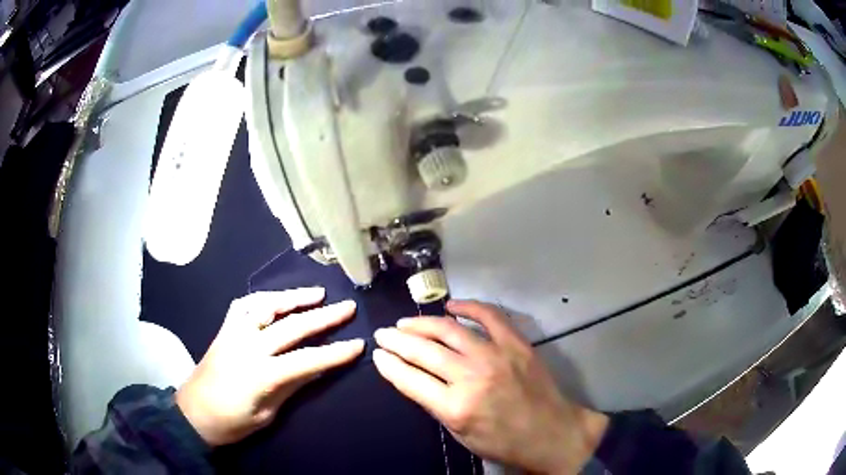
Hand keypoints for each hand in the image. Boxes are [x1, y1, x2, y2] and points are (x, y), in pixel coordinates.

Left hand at [176, 288, 364, 445]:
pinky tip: (274, 299)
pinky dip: (261, 299)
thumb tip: (318, 368)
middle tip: (348, 307)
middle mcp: (247, 346)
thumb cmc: (231, 422)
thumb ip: (290, 387)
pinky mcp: (223, 330)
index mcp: (260, 374)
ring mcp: (233, 334)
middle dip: (323, 316)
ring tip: (316, 293)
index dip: (335, 353)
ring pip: (265, 306)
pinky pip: (242, 306)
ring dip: (292, 297)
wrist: (193, 414)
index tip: (359, 344)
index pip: (306, 359)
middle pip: (290, 326)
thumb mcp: (266, 414)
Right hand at [373, 300, 607, 473]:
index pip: (409, 378)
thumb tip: (414, 377)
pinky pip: (489, 316)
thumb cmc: (504, 442)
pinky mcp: (516, 343)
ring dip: (422, 323)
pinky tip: (450, 305)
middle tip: (383, 333)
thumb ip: (436, 405)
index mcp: (455, 407)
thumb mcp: (461, 434)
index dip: (389, 364)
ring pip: (449, 330)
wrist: (552, 433)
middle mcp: (471, 377)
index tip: (377, 354)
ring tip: (405, 322)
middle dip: (397, 340)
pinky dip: (468, 306)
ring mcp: (495, 355)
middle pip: (423, 351)